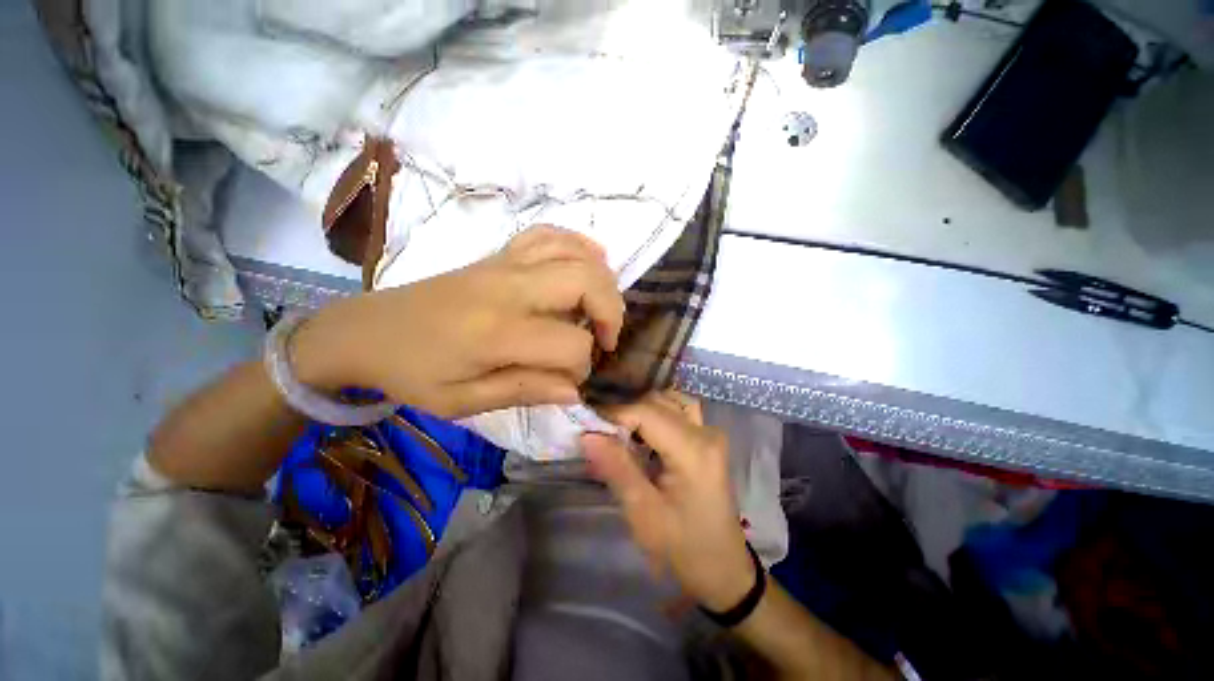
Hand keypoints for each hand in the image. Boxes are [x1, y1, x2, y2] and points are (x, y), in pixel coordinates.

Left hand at [290, 226, 624, 417]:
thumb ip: (525, 392)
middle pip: (587, 282)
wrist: (366, 330)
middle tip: (605, 338)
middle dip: (611, 312)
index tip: (570, 381)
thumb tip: (576, 390)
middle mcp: (509, 288)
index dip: (582, 368)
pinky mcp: (499, 254)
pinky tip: (590, 259)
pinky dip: (578, 243)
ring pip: (575, 253)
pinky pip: (549, 235)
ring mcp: (504, 263)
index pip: (571, 345)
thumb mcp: (462, 401)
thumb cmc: (412, 372)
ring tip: (600, 307)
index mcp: (498, 332)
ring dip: (602, 279)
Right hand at [582, 393, 755, 611]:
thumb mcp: (644, 513)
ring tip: (620, 433)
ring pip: (667, 401)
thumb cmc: (683, 548)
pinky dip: (655, 415)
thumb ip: (616, 468)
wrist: (723, 569)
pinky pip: (677, 411)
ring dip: (640, 411)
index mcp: (694, 449)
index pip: (645, 412)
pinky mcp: (708, 439)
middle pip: (657, 402)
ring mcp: (710, 432)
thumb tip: (587, 434)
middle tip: (600, 433)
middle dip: (624, 412)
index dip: (613, 414)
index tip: (587, 425)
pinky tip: (641, 435)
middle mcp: (706, 431)